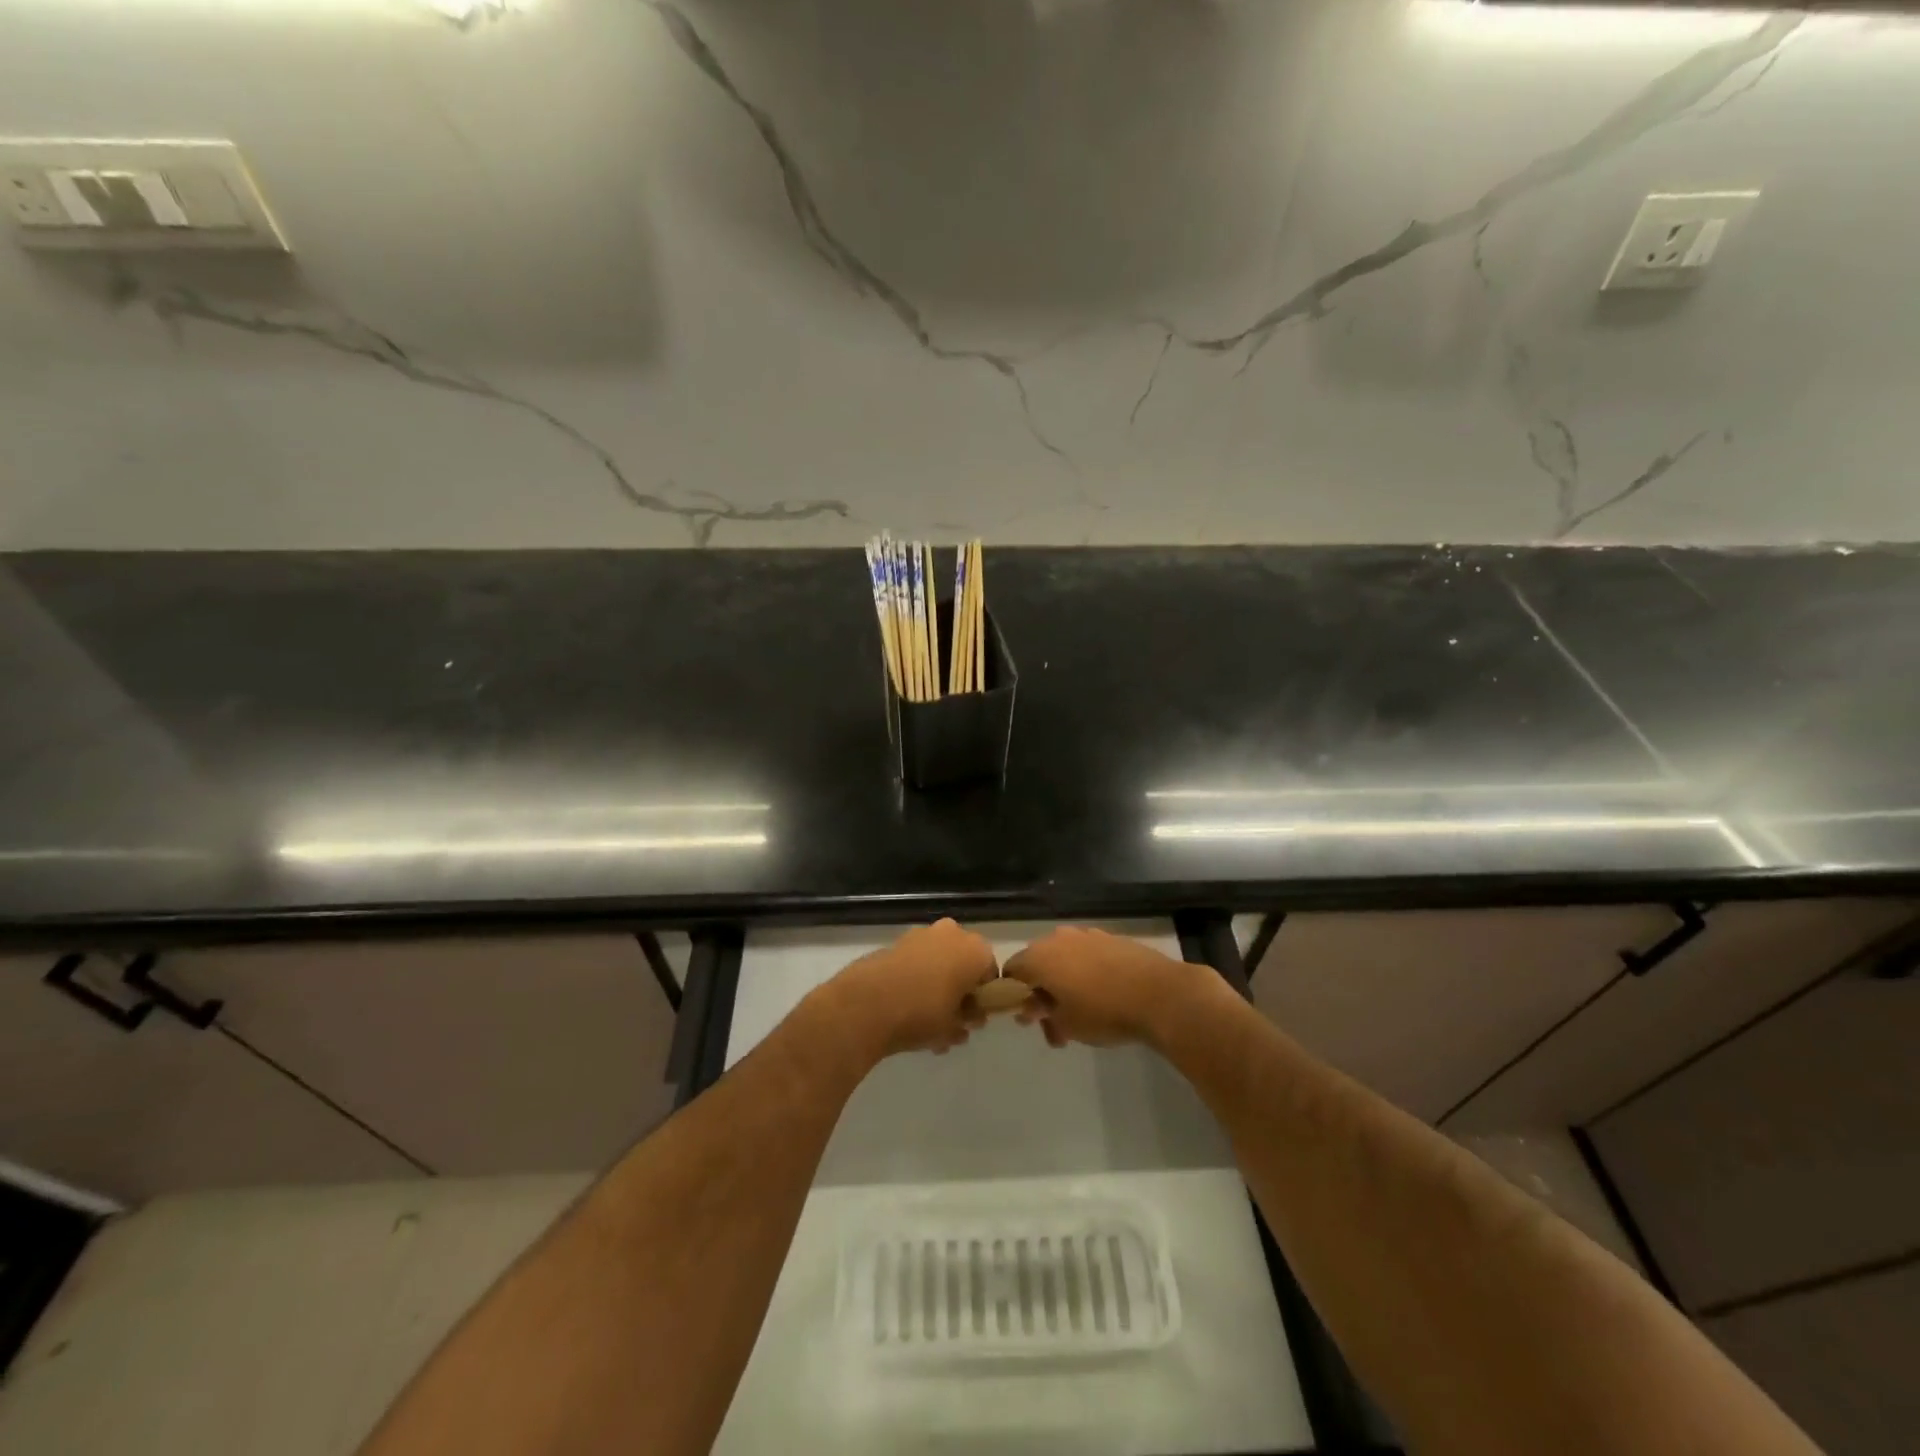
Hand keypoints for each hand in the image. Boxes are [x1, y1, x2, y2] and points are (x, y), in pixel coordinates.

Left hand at [820, 919, 998, 1062]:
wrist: (866, 1004)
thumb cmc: (922, 1014)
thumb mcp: (954, 1027)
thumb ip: (967, 1020)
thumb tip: (969, 1019)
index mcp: (975, 950)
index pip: (990, 972)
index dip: (984, 997)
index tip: (973, 1018)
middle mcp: (951, 933)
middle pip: (963, 962)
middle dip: (959, 989)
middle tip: (951, 1019)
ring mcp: (921, 934)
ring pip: (938, 961)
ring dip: (936, 985)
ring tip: (925, 1023)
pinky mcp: (896, 942)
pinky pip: (916, 961)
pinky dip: (916, 979)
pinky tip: (905, 1010)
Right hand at [1004, 927, 1220, 1048]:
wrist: (1160, 994)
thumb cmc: (1104, 1012)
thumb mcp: (1066, 1024)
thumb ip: (1043, 1015)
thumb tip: (1033, 1008)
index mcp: (1040, 957)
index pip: (1011, 969)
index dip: (1014, 994)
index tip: (1030, 1017)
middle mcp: (1059, 939)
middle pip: (1038, 963)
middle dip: (1042, 992)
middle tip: (1056, 1024)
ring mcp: (1087, 935)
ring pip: (1064, 958)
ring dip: (1065, 983)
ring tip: (1082, 1013)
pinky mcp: (1111, 938)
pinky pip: (1087, 955)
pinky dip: (1086, 972)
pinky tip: (1104, 995)